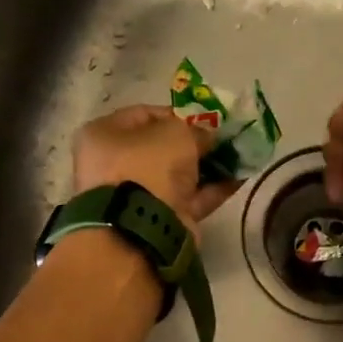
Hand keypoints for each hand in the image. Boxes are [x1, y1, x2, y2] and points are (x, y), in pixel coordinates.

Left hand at [72, 105, 237, 237]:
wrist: (142, 227)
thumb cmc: (148, 166)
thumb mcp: (176, 133)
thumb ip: (196, 130)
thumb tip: (208, 136)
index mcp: (104, 135)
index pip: (143, 115)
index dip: (176, 114)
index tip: (203, 120)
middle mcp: (115, 165)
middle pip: (161, 148)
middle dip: (194, 145)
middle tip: (222, 141)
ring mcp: (136, 196)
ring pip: (177, 176)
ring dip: (207, 168)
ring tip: (238, 159)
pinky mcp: (158, 220)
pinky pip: (188, 200)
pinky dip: (212, 190)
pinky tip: (238, 180)